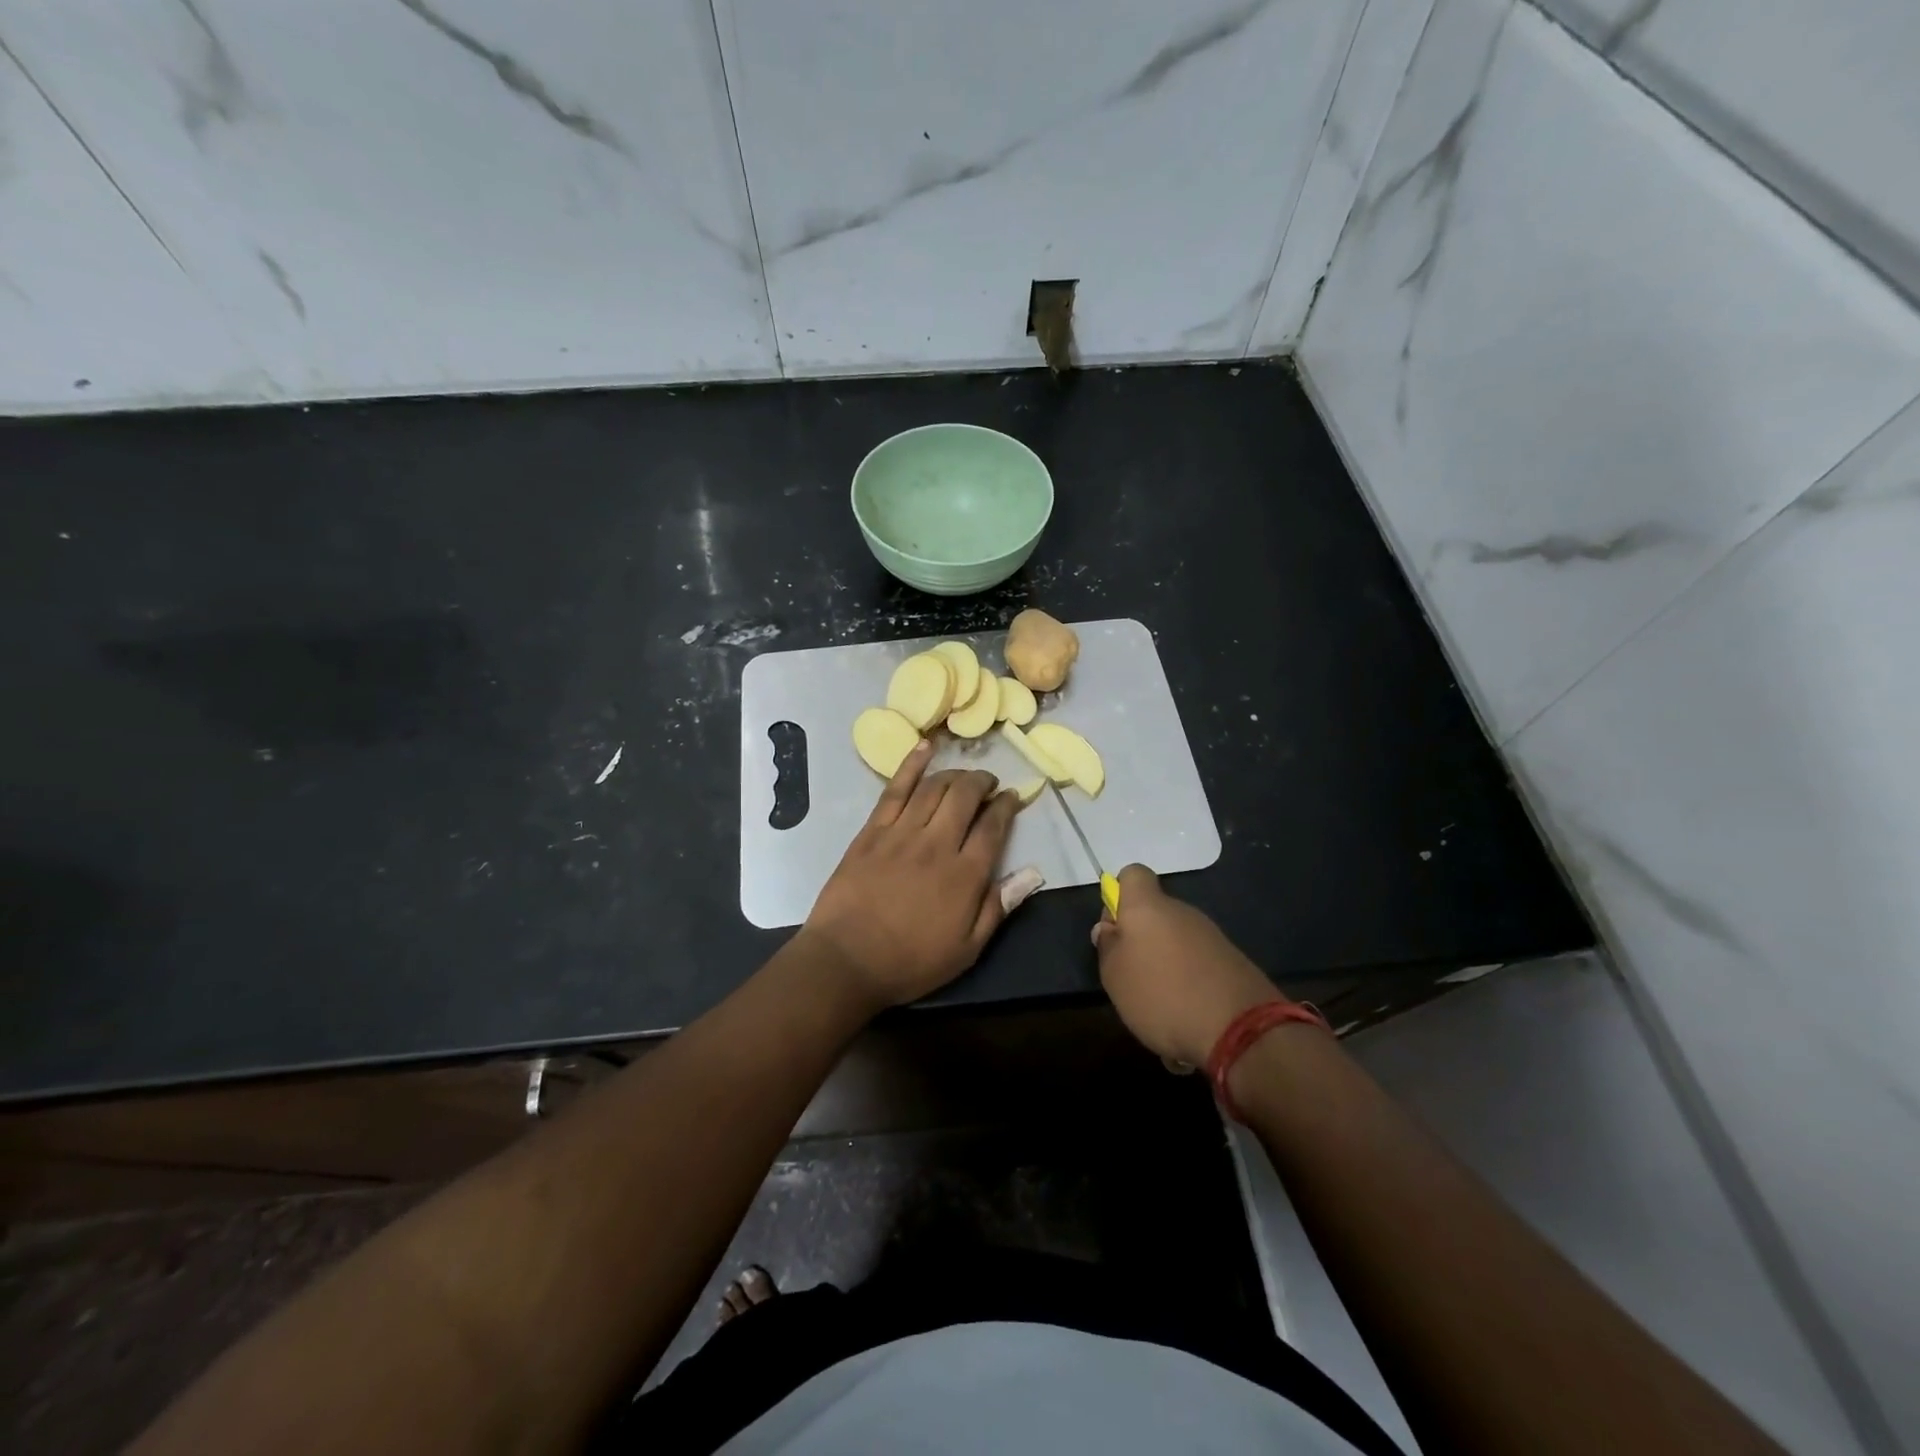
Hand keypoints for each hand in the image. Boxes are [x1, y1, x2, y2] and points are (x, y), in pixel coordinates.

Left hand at [804, 740, 1035, 1008]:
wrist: (847, 960)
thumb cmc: (910, 961)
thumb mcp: (967, 949)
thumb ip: (999, 907)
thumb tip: (1034, 873)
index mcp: (965, 874)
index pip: (993, 825)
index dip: (1007, 805)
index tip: (1013, 797)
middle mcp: (938, 844)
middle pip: (966, 796)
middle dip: (983, 782)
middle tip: (989, 783)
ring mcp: (902, 833)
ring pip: (934, 788)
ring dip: (954, 775)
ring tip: (964, 776)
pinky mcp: (872, 830)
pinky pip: (895, 789)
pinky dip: (911, 764)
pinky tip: (924, 747)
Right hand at [1091, 865, 1283, 1067]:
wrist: (1241, 1029)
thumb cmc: (1162, 995)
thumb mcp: (1115, 976)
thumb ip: (1108, 946)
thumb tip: (1110, 927)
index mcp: (1148, 907)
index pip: (1133, 874)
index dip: (1120, 894)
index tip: (1115, 927)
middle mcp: (1182, 911)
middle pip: (1155, 911)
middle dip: (1142, 937)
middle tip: (1131, 974)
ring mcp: (1211, 935)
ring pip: (1177, 938)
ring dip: (1166, 961)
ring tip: (1160, 1002)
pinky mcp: (1233, 961)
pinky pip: (1199, 962)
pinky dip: (1189, 980)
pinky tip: (1187, 1011)